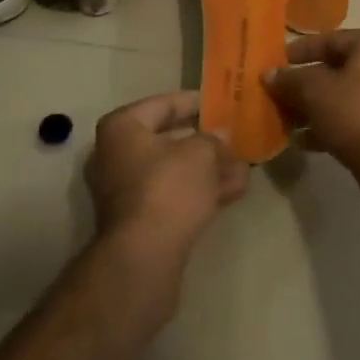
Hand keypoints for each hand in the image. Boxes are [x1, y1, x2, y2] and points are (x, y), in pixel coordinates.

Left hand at [85, 91, 247, 268]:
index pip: (163, 104)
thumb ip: (213, 140)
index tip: (219, 104)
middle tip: (234, 139)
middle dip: (205, 142)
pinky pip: (171, 195)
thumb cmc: (168, 188)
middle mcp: (115, 155)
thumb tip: (221, 136)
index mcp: (122, 128)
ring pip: (173, 171)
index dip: (194, 102)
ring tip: (244, 169)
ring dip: (208, 169)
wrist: (144, 258)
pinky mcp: (137, 221)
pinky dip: (198, 192)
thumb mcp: (201, 153)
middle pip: (168, 140)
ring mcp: (124, 191)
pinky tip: (233, 192)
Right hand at [264, 29, 359, 205]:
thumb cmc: (356, 116)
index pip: (328, 40)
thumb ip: (289, 80)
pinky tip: (305, 141)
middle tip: (278, 96)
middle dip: (304, 85)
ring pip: (344, 95)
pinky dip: (331, 124)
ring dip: (315, 108)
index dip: (298, 52)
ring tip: (288, 122)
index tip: (275, 64)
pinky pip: (355, 117)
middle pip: (335, 69)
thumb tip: (269, 74)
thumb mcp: (314, 93)